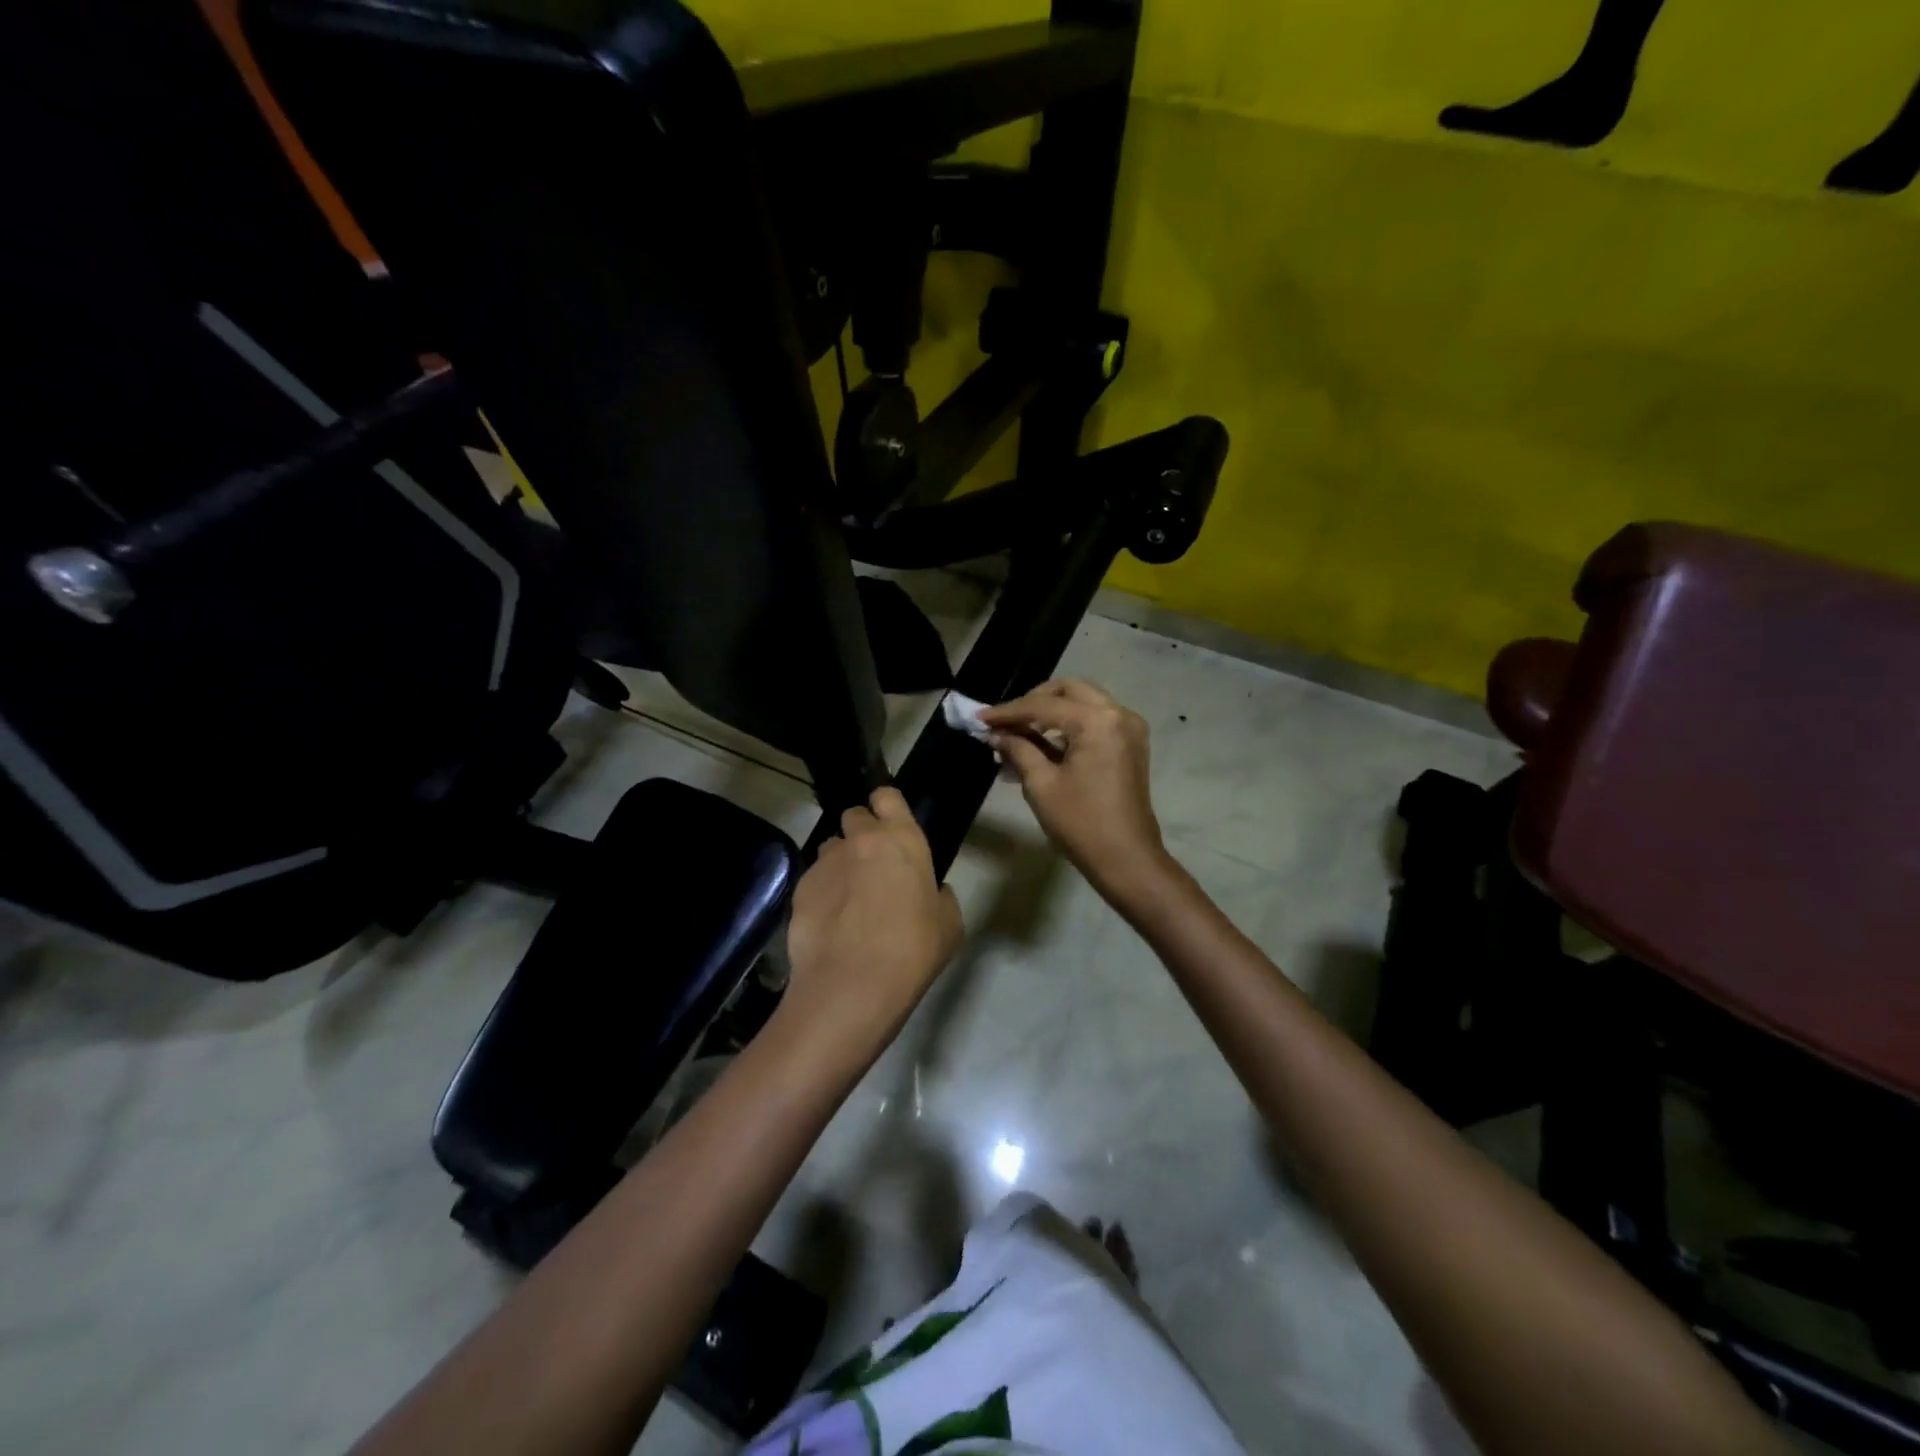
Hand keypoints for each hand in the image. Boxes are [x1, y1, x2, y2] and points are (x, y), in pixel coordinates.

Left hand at [780, 787, 963, 1047]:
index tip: (890, 825)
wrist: (852, 984)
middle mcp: (861, 839)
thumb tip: (931, 892)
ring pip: (831, 848)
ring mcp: (826, 862)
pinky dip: (822, 893)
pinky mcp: (800, 888)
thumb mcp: (949, 924)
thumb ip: (940, 896)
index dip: (887, 807)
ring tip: (847, 898)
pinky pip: (814, 880)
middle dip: (860, 833)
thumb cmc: (913, 950)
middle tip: (871, 865)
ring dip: (840, 863)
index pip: (887, 796)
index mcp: (902, 839)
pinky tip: (829, 923)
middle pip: (854, 816)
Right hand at [980, 680, 1173, 904]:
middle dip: (1034, 701)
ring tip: (1020, 732)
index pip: (1044, 705)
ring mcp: (1130, 728)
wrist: (1127, 859)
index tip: (980, 718)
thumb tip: (996, 735)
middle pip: (1069, 690)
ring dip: (1052, 711)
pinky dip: (1070, 724)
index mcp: (1097, 721)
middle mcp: (1119, 714)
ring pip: (1084, 701)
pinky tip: (1045, 742)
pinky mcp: (1131, 743)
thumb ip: (1018, 750)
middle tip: (1006, 720)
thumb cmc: (1081, 823)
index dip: (1008, 712)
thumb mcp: (1041, 785)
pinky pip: (1096, 719)